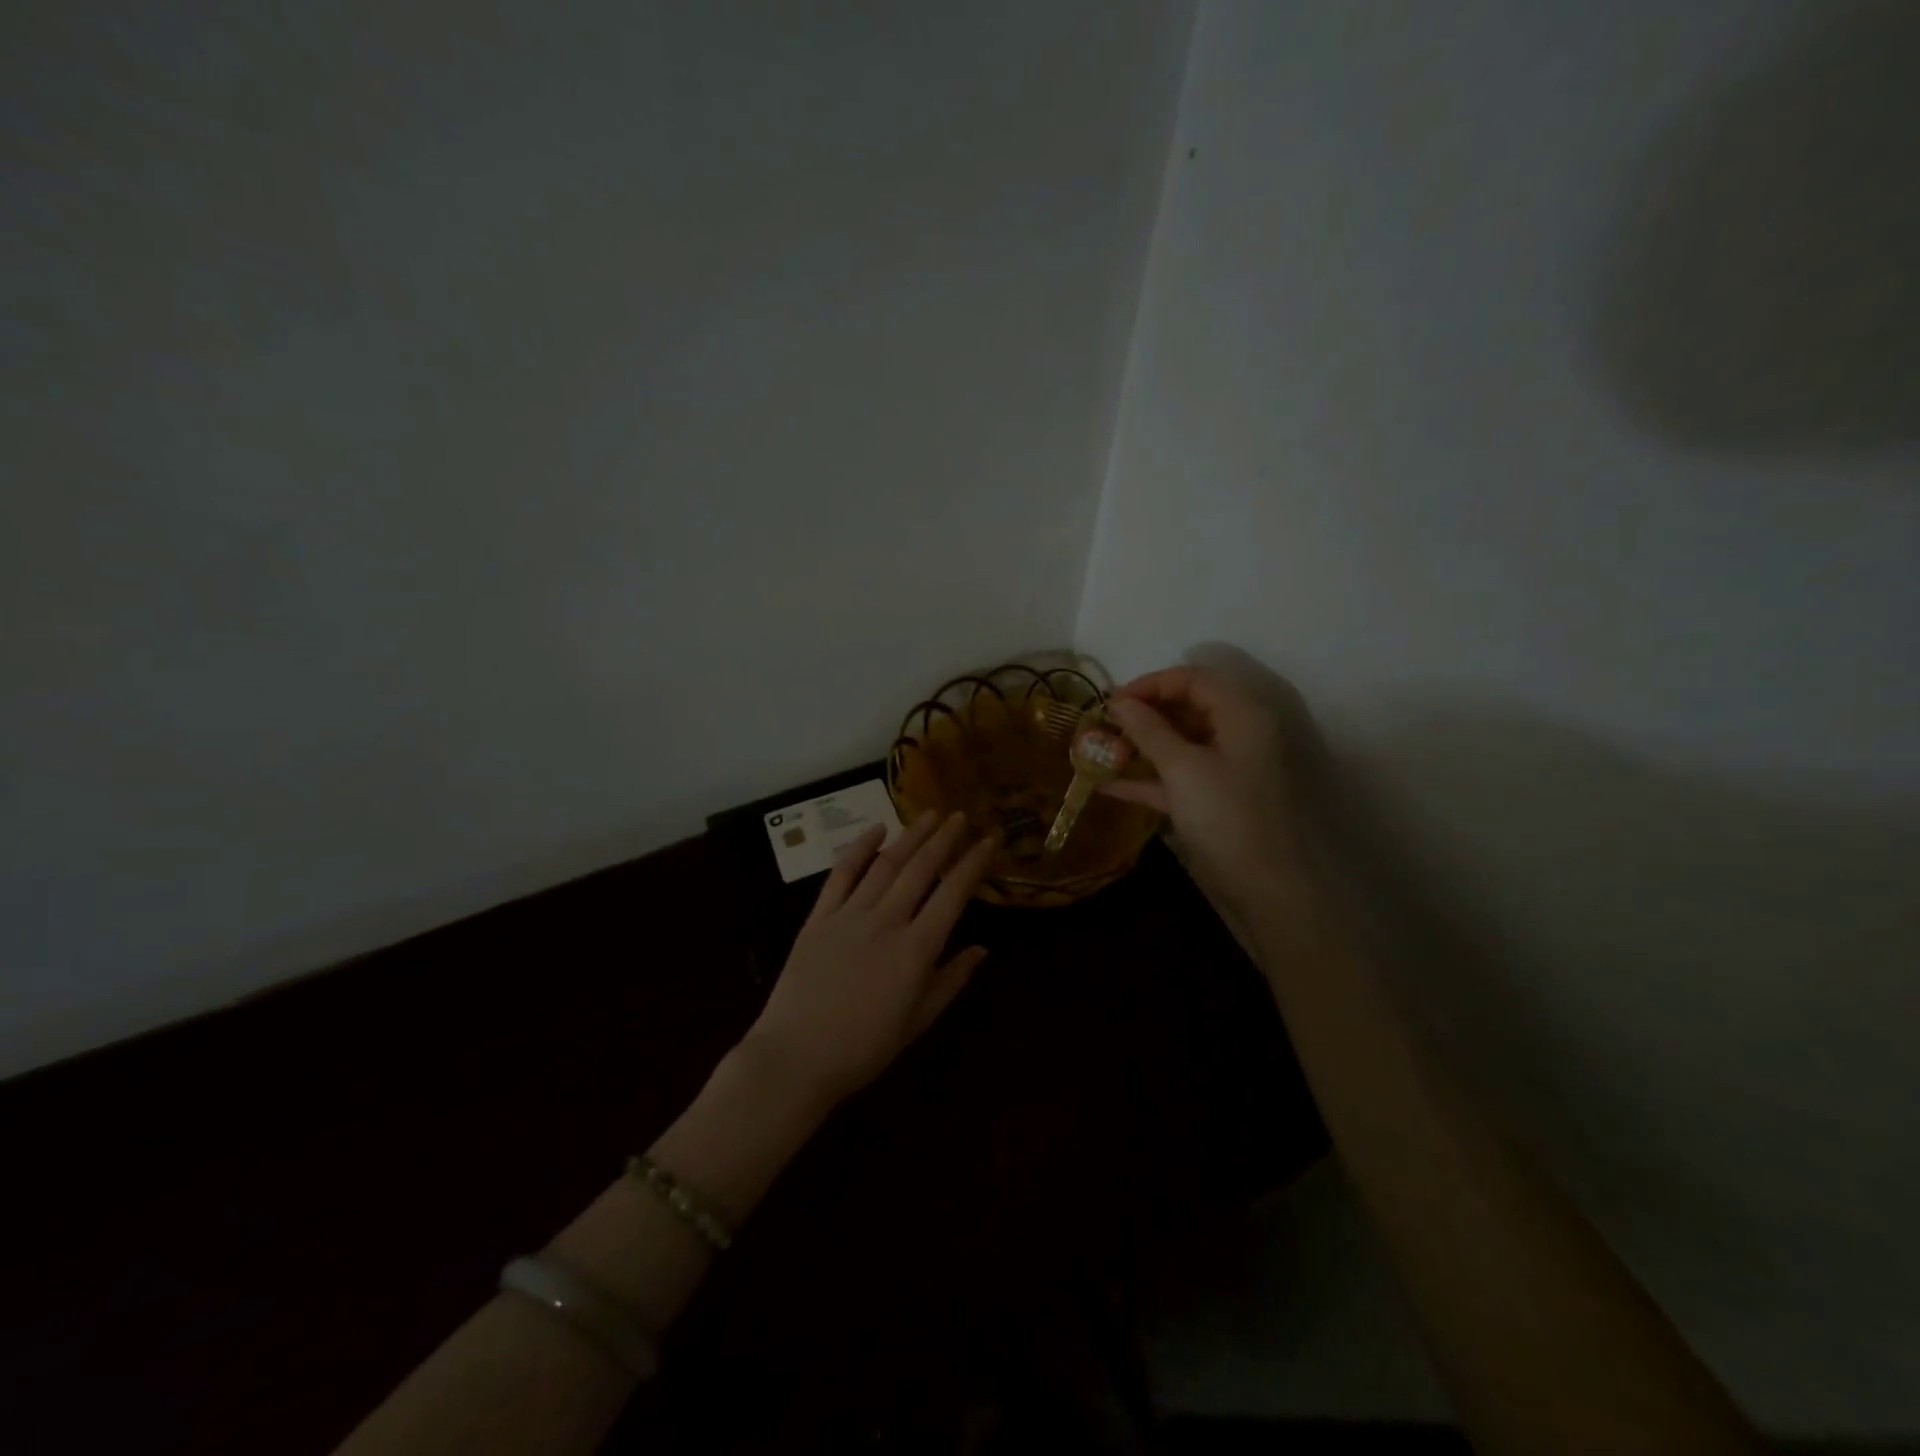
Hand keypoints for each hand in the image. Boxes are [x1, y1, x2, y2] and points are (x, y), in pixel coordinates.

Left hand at [741, 810, 994, 1109]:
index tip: (988, 841)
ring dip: (910, 836)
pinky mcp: (819, 918)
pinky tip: (876, 830)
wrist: (795, 1057)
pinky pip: (841, 875)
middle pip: (920, 870)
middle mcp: (886, 921)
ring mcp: (849, 915)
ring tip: (929, 815)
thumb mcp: (916, 1022)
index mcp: (915, 950)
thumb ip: (950, 981)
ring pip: (885, 865)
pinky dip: (859, 849)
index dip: (972, 865)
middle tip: (960, 816)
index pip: (952, 895)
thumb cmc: (863, 1048)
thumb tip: (982, 949)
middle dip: (944, 839)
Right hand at [1101, 665, 1307, 909]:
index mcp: (1241, 714)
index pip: (1192, 679)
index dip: (1150, 684)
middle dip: (1142, 715)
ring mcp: (1227, 768)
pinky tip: (1109, 786)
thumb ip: (1148, 730)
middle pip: (1186, 708)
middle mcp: (1238, 734)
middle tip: (1103, 728)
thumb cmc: (1227, 818)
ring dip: (1141, 746)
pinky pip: (1178, 776)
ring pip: (1180, 743)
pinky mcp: (1216, 799)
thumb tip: (1117, 702)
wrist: (1267, 890)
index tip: (1111, 702)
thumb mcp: (1182, 769)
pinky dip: (1148, 778)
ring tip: (1099, 754)